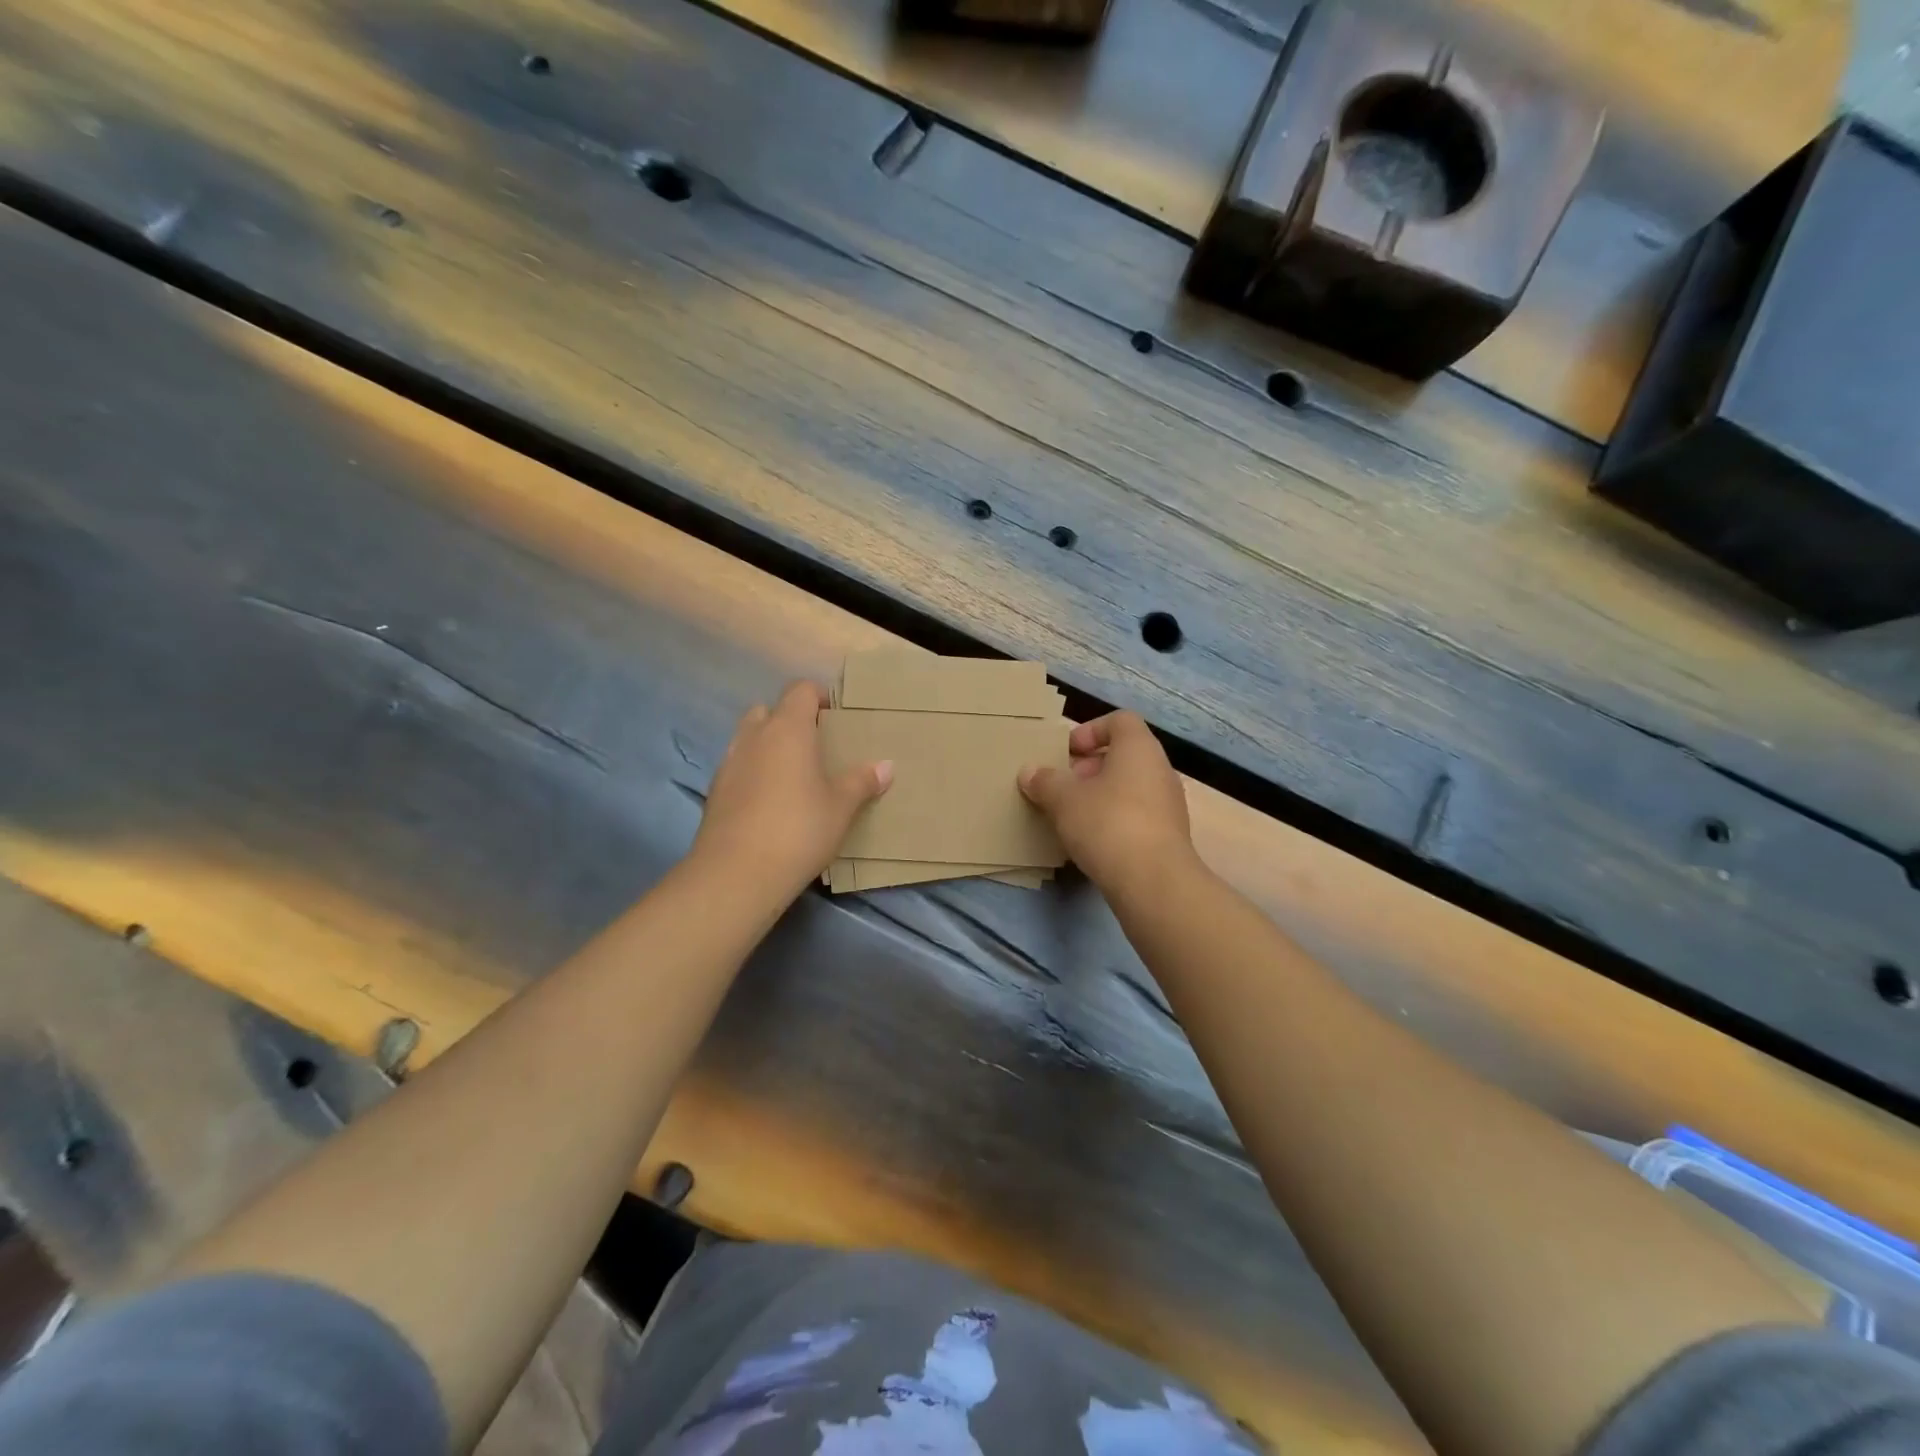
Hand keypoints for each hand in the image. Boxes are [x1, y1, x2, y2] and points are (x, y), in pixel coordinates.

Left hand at [692, 681, 891, 896]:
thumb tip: (886, 766)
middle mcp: (754, 737)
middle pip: (769, 710)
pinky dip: (754, 774)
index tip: (836, 717)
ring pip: (749, 739)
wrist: (736, 874)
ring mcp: (728, 764)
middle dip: (789, 720)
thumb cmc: (798, 830)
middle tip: (815, 746)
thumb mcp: (841, 807)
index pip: (800, 690)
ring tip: (794, 775)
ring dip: (768, 747)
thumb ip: (861, 782)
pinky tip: (771, 803)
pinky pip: (738, 768)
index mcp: (787, 729)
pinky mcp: (714, 793)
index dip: (818, 697)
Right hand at [1018, 711, 1194, 890]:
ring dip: (1099, 796)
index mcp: (1139, 748)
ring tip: (1071, 817)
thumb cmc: (1107, 824)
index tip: (1066, 753)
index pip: (1120, 721)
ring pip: (1129, 787)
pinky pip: (1137, 815)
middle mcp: (1160, 769)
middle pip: (1123, 755)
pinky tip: (1091, 842)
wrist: (1153, 882)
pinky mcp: (1169, 836)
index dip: (1090, 730)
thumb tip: (1029, 772)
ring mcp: (1169, 804)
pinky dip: (1114, 820)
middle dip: (1088, 768)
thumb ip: (1045, 782)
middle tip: (1062, 787)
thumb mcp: (1063, 799)